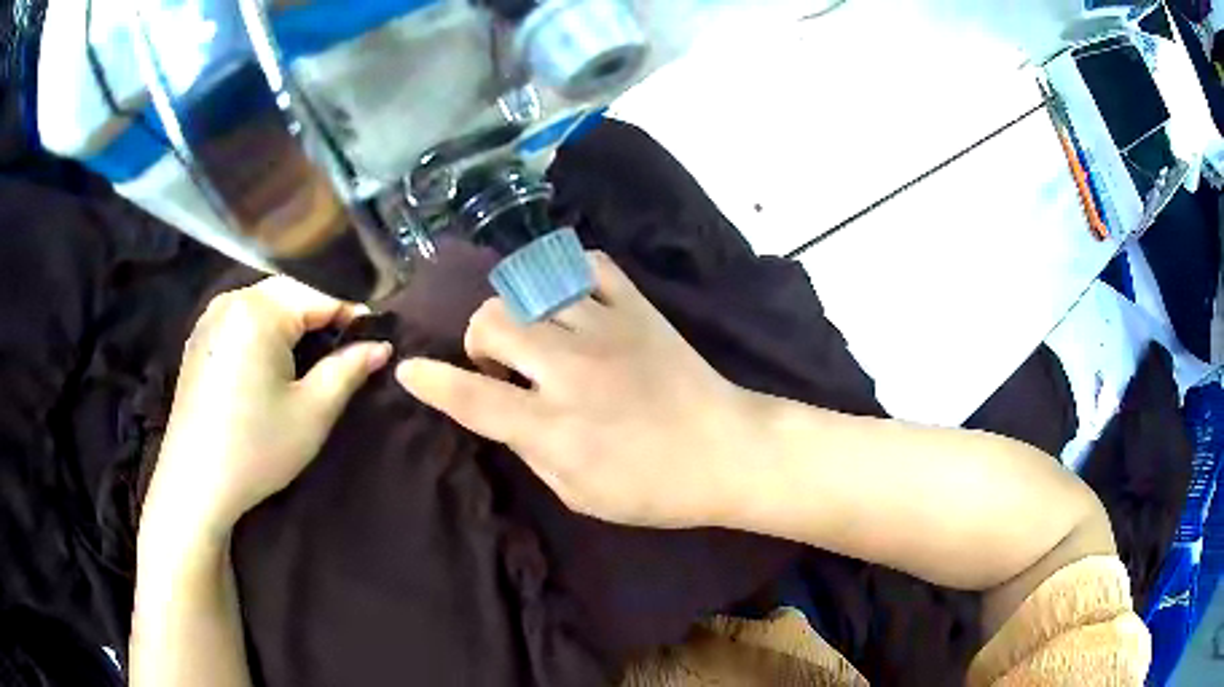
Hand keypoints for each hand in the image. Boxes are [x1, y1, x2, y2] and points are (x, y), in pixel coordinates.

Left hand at [144, 276, 391, 539]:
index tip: (375, 340)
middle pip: (289, 293)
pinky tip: (269, 364)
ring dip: (291, 323)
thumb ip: (349, 370)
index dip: (352, 316)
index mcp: (259, 310)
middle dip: (320, 316)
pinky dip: (264, 331)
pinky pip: (241, 319)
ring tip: (309, 358)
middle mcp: (231, 300)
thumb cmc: (256, 448)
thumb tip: (381, 346)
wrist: (195, 484)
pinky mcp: (199, 339)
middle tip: (345, 351)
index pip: (319, 295)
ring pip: (264, 304)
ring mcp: (210, 318)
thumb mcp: (312, 413)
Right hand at [397, 253, 758, 528]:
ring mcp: (606, 328)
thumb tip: (499, 410)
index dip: (430, 381)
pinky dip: (566, 275)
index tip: (408, 369)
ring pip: (531, 288)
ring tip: (539, 334)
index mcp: (554, 427)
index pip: (471, 397)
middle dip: (481, 339)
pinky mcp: (638, 307)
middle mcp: (571, 369)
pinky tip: (570, 300)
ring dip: (520, 312)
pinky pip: (587, 264)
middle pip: (493, 320)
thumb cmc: (653, 488)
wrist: (727, 451)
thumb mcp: (578, 493)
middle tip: (503, 365)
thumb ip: (529, 448)